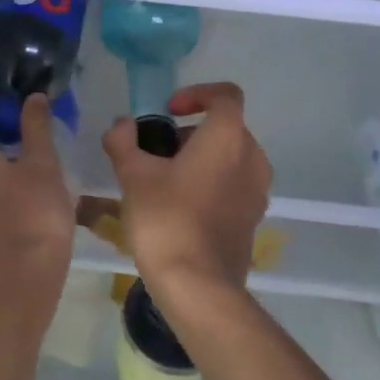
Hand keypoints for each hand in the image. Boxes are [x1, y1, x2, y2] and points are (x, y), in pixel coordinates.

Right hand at [101, 82, 271, 321]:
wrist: (198, 285)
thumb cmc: (166, 219)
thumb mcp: (133, 175)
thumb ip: (124, 141)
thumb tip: (121, 125)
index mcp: (228, 137)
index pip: (225, 95)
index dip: (196, 94)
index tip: (169, 111)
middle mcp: (252, 158)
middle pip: (226, 128)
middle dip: (192, 132)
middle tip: (158, 151)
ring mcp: (258, 191)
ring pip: (231, 158)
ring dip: (202, 159)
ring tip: (165, 180)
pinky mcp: (253, 218)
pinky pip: (234, 185)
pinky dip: (211, 183)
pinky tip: (181, 207)